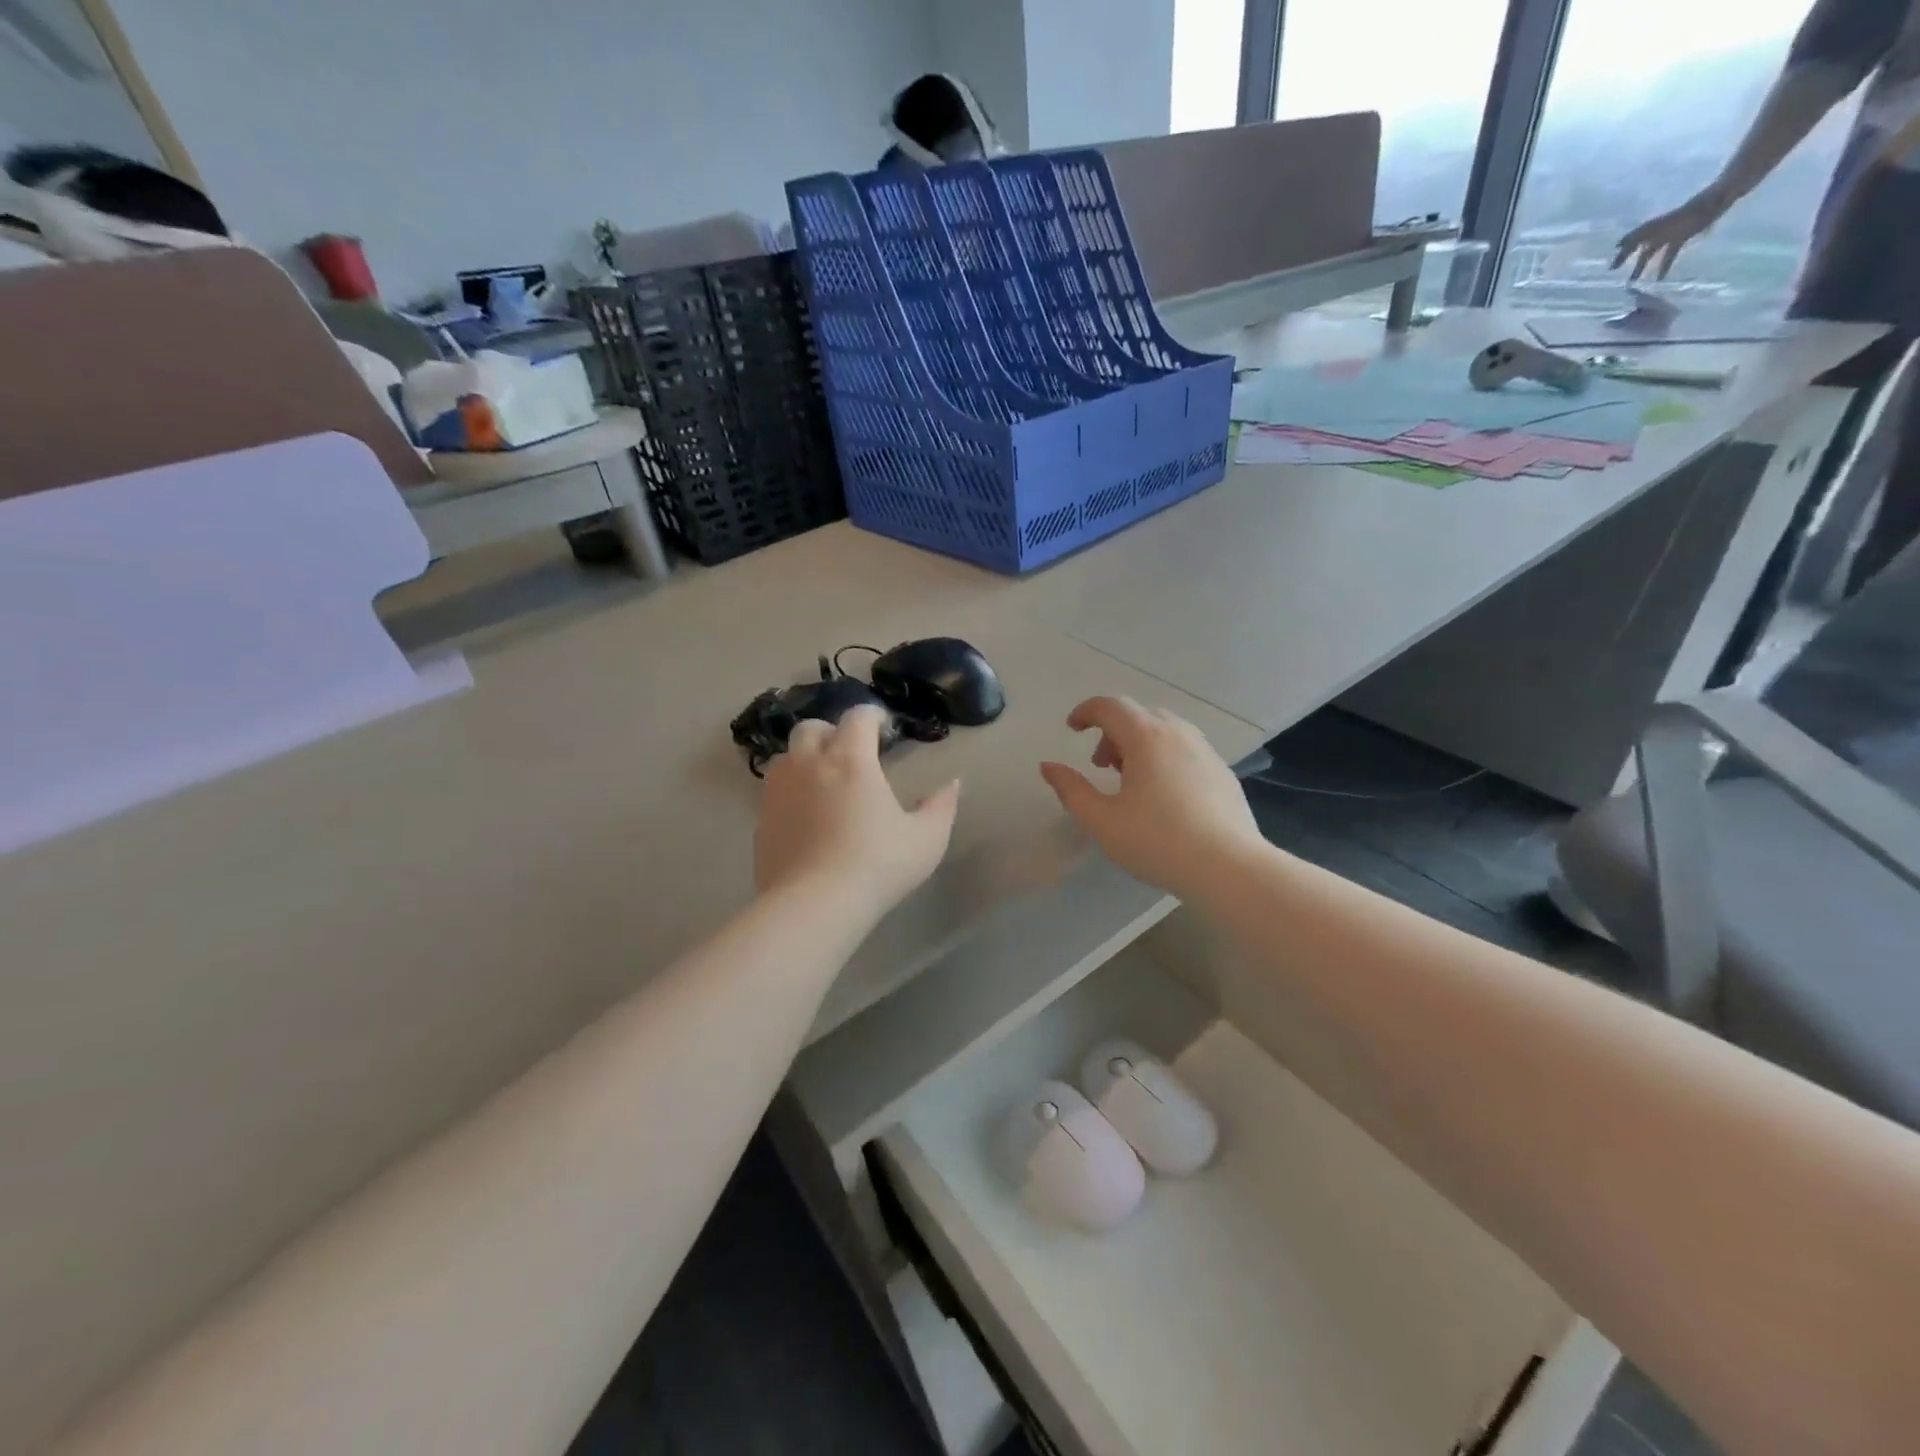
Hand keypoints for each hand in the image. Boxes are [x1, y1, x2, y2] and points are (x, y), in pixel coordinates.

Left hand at [755, 706, 959, 915]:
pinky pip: (774, 793)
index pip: (857, 717)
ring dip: (804, 760)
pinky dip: (790, 793)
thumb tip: (953, 784)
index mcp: (850, 760)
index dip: (872, 715)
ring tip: (823, 782)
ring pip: (786, 758)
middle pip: (811, 728)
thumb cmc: (876, 866)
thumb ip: (941, 807)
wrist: (812, 906)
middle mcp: (809, 765)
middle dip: (832, 732)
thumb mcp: (925, 840)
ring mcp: (778, 792)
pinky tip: (805, 818)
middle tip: (849, 753)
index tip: (883, 726)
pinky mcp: (761, 821)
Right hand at [1040, 696, 1265, 899]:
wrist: (1230, 867)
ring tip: (1130, 781)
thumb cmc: (1158, 842)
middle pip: (1137, 716)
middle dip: (1111, 732)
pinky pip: (1184, 749)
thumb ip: (1071, 790)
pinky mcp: (1222, 771)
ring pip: (1163, 731)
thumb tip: (1048, 766)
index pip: (1110, 706)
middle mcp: (1178, 732)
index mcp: (1146, 737)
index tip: (1071, 728)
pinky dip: (1163, 757)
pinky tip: (1163, 795)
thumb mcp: (1102, 821)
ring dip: (1138, 744)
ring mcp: (1205, 750)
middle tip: (1099, 765)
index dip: (1085, 712)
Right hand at [1612, 188, 1729, 280]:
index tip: (1616, 248)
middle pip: (1641, 244)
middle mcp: (1665, 228)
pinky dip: (1663, 267)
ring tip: (1633, 282)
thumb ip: (1693, 210)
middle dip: (1626, 256)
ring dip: (1641, 266)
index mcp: (1667, 220)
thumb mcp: (1707, 200)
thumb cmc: (1718, 195)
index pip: (1642, 230)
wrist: (1728, 191)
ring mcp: (1672, 234)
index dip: (1629, 239)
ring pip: (1651, 252)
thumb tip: (1705, 206)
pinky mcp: (1681, 238)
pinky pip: (1669, 255)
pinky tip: (1660, 279)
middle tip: (1613, 269)